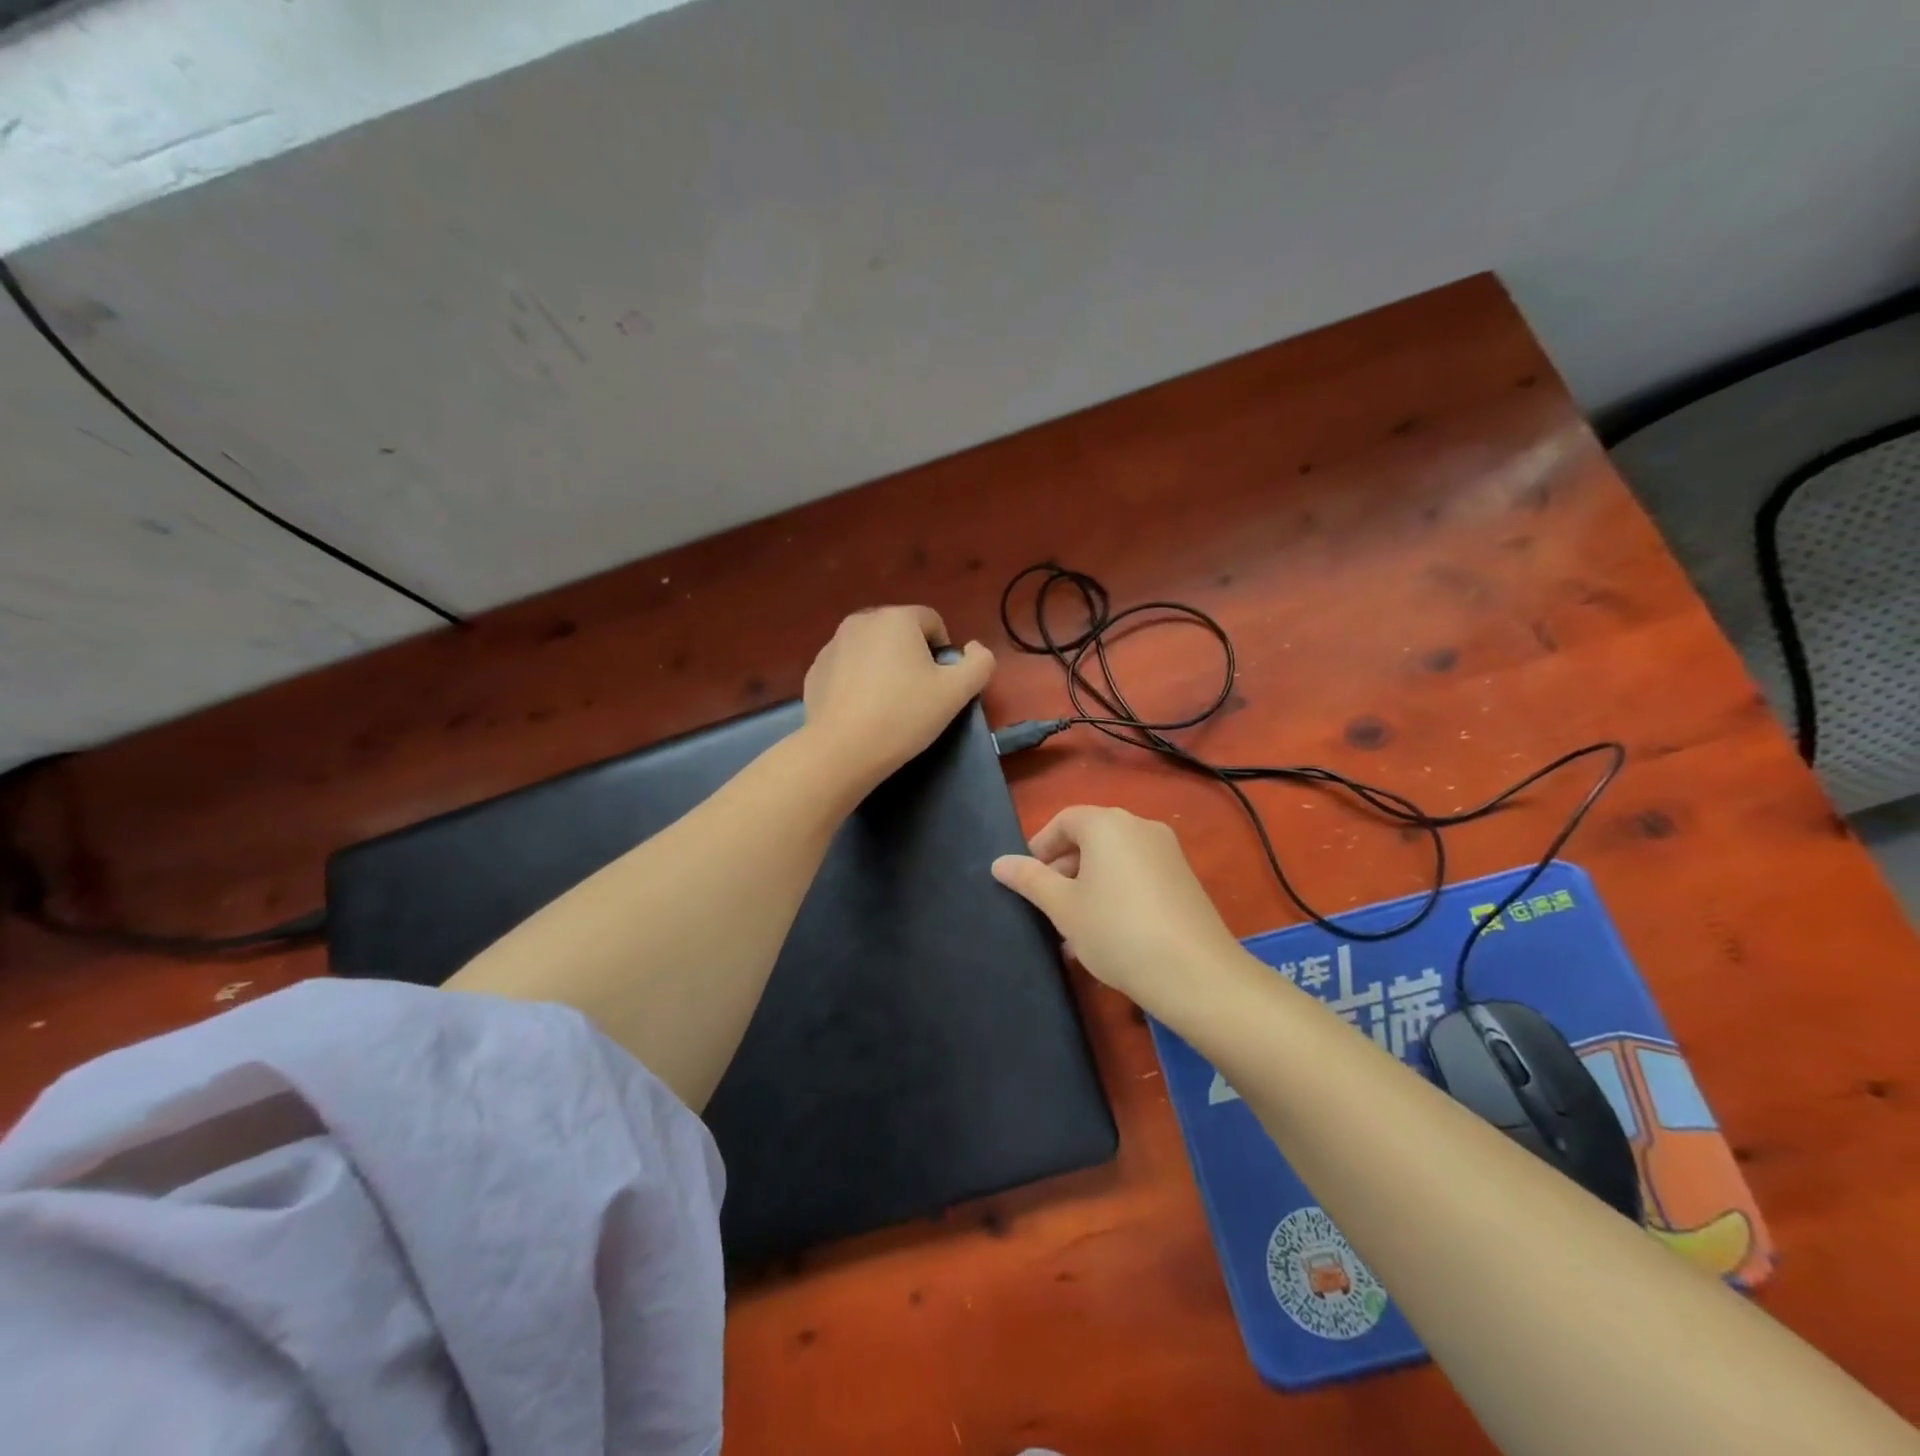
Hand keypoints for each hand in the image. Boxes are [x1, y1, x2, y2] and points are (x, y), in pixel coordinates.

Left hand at [801, 606, 994, 795]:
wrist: (842, 750)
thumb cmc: (904, 715)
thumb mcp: (957, 692)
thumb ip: (979, 663)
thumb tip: (974, 649)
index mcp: (896, 618)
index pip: (932, 621)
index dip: (943, 652)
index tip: (940, 685)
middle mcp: (861, 621)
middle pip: (900, 633)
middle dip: (912, 657)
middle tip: (917, 696)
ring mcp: (833, 645)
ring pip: (872, 650)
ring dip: (884, 668)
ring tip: (888, 706)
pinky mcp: (814, 670)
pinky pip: (848, 668)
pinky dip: (858, 682)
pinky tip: (862, 712)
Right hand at [991, 806, 1245, 1014]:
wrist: (1196, 974)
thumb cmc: (1116, 931)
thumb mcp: (1063, 908)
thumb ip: (1029, 880)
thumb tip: (999, 863)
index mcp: (1108, 824)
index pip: (1063, 821)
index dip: (1039, 847)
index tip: (1026, 880)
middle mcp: (1140, 827)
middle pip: (1090, 838)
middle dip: (1063, 869)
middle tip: (1047, 907)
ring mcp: (1167, 853)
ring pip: (1113, 860)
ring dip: (1087, 886)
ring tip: (1072, 929)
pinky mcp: (1184, 879)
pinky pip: (1137, 875)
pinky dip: (1115, 893)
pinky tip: (1106, 935)